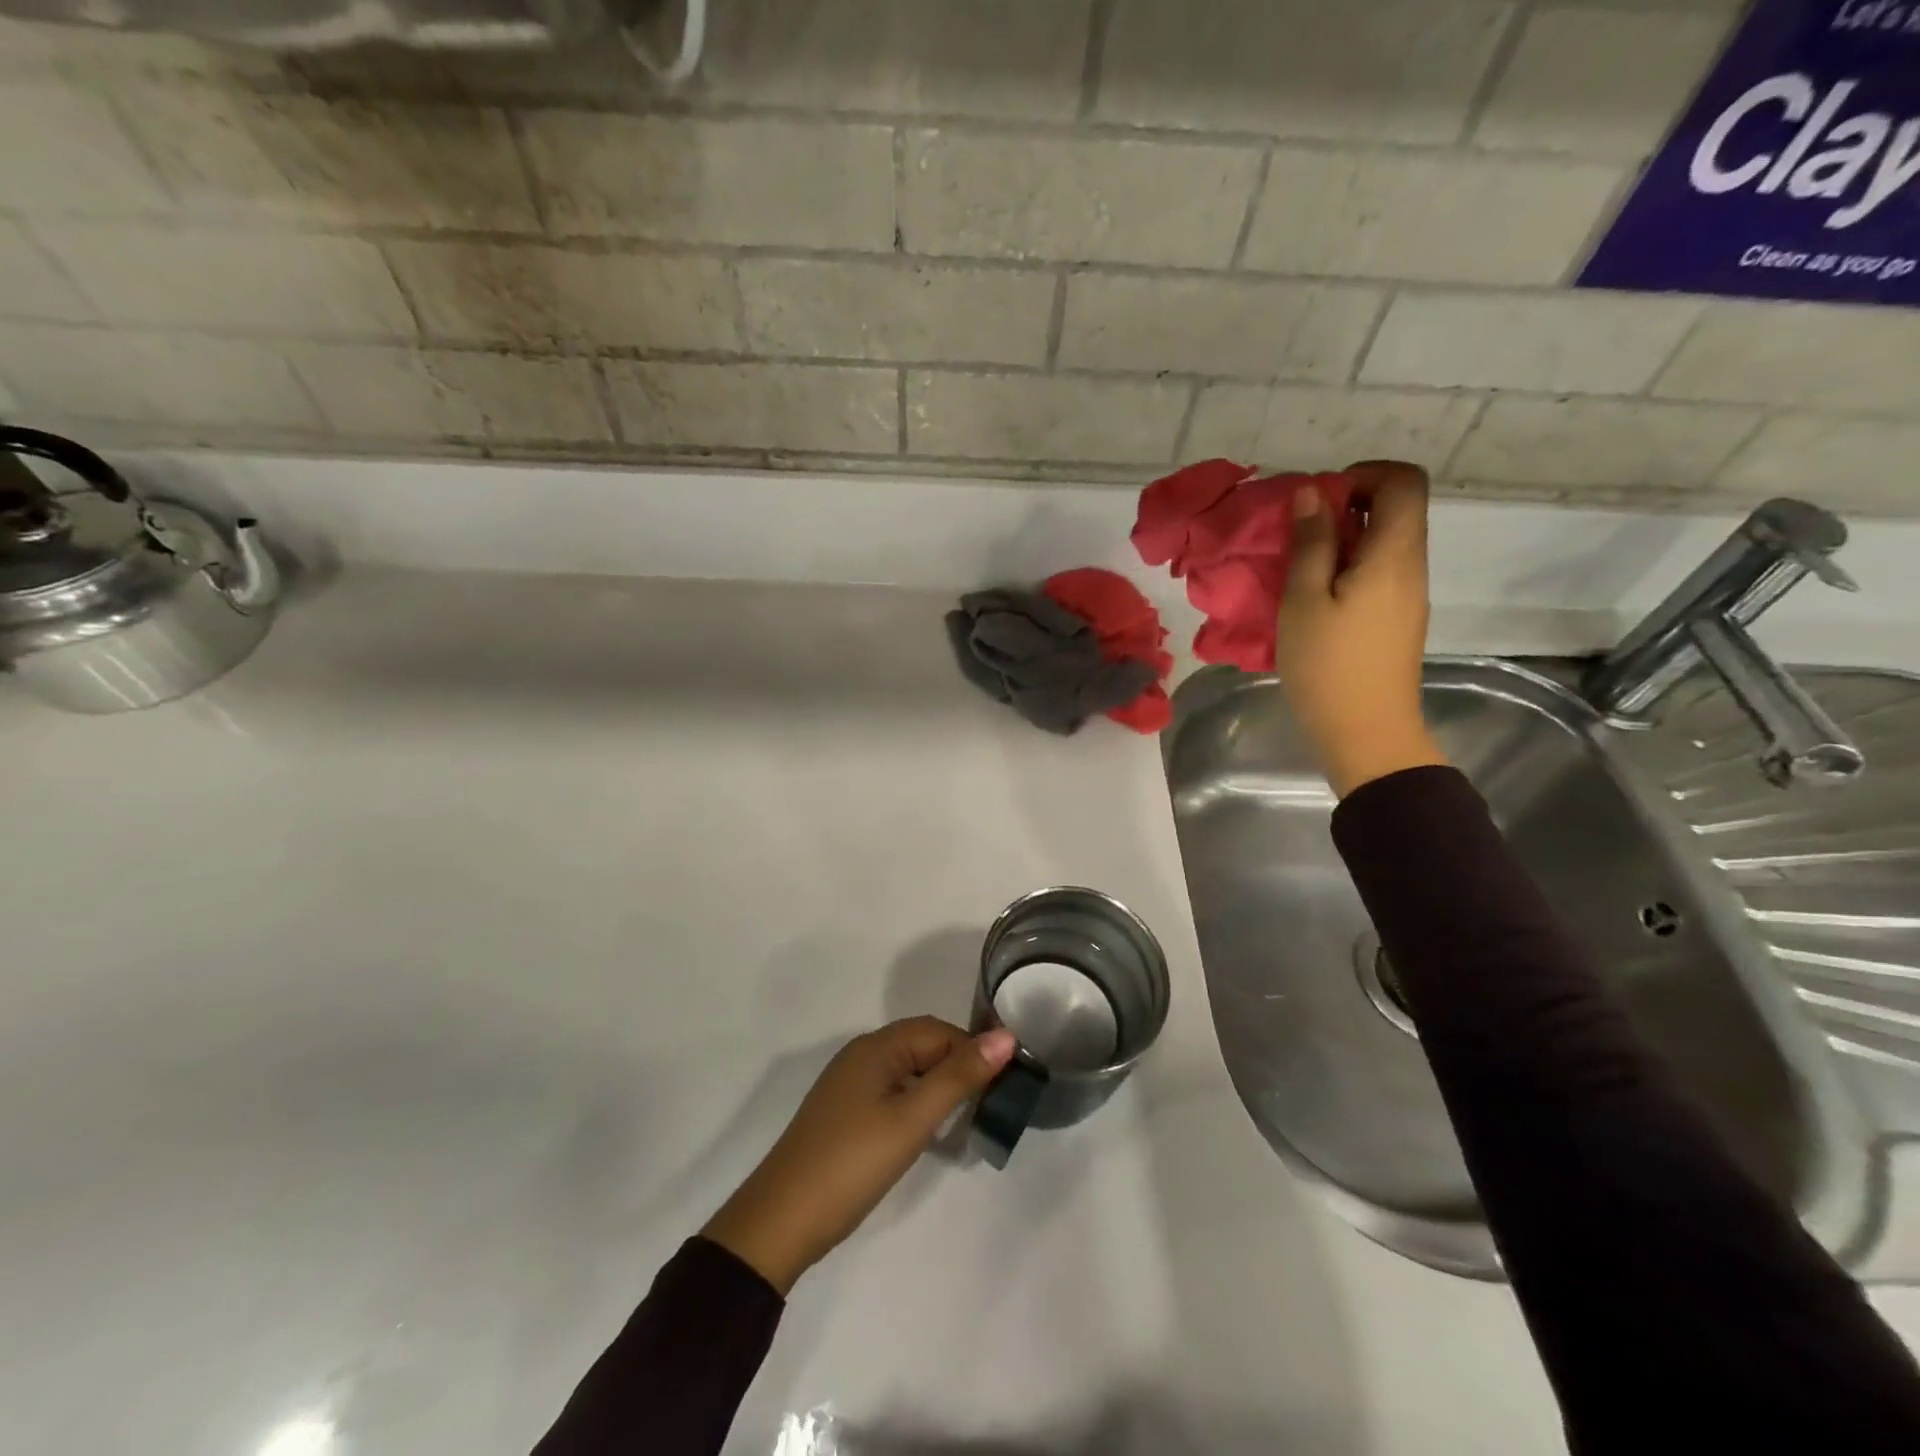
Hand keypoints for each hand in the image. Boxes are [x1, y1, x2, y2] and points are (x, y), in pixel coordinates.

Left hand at [701, 1017, 1016, 1293]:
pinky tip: (928, 1131)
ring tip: (967, 1118)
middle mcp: (862, 1055)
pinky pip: (892, 1091)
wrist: (781, 1222)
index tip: (1003, 1084)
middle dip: (958, 1067)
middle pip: (923, 1045)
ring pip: (908, 1069)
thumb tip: (1006, 1036)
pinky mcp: (845, 1112)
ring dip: (939, 1086)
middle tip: (990, 1103)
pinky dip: (916, 1102)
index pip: (938, 1030)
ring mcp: (850, 1084)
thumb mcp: (912, 1120)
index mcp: (876, 1046)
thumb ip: (959, 1077)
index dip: (973, 1050)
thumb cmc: (852, 1163)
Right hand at [1275, 460, 1446, 797]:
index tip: (1318, 500)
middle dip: (1345, 507)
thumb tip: (1313, 492)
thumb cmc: (1328, 666)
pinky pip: (1377, 574)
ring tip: (1297, 568)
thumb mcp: (1304, 601)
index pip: (1403, 482)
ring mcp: (1407, 597)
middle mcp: (1411, 567)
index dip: (1362, 475)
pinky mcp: (1396, 621)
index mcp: (1394, 555)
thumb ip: (1310, 543)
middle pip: (1395, 510)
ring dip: (1341, 541)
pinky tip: (1312, 599)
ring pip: (1383, 544)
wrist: (1366, 735)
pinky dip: (1346, 569)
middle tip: (1297, 535)